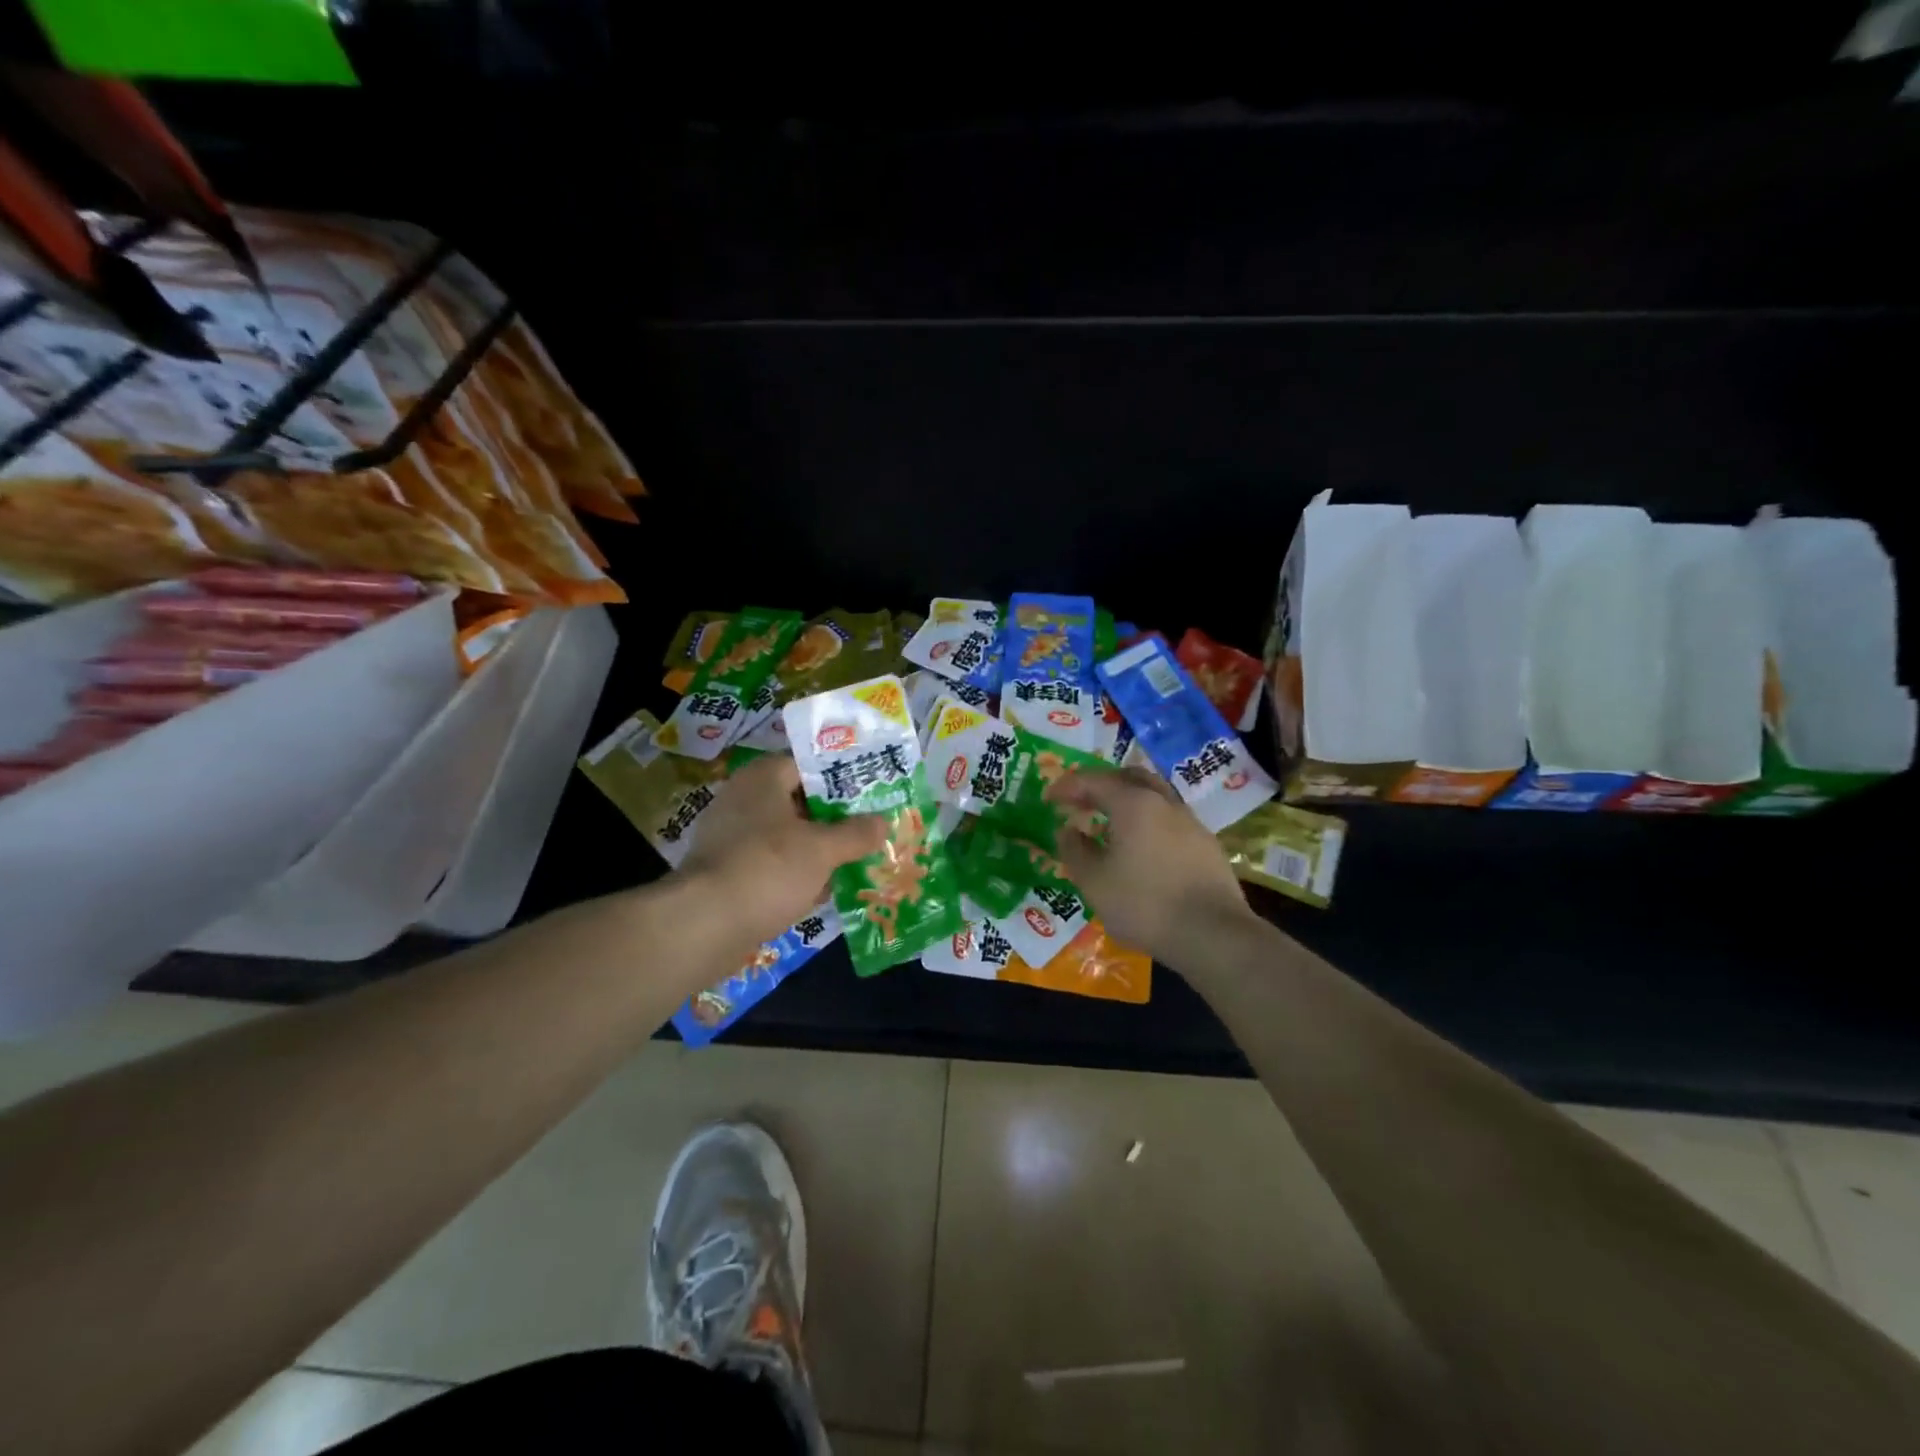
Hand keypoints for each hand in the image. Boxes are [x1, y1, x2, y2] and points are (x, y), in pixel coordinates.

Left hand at [680, 755, 886, 948]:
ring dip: (816, 849)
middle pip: (798, 801)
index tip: (871, 792)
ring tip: (853, 860)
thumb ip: (855, 834)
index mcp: (762, 779)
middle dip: (833, 818)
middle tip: (868, 828)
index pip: (807, 764)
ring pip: (785, 836)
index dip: (841, 777)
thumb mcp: (822, 850)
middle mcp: (742, 800)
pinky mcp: (725, 872)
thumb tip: (883, 822)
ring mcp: (730, 837)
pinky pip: (769, 864)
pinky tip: (822, 891)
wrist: (703, 925)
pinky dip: (794, 874)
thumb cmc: (768, 869)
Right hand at [1044, 767, 1260, 963]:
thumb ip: (1074, 850)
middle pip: (1129, 777)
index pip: (1093, 781)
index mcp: (1133, 804)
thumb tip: (1067, 830)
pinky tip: (1142, 847)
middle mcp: (1164, 802)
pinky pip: (1170, 819)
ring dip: (1128, 801)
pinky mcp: (1207, 844)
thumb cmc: (1144, 904)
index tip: (1049, 799)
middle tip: (1081, 802)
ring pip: (1154, 796)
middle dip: (1102, 784)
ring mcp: (1190, 821)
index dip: (1067, 786)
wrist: (1212, 934)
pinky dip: (1148, 821)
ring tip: (1110, 824)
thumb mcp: (1094, 882)